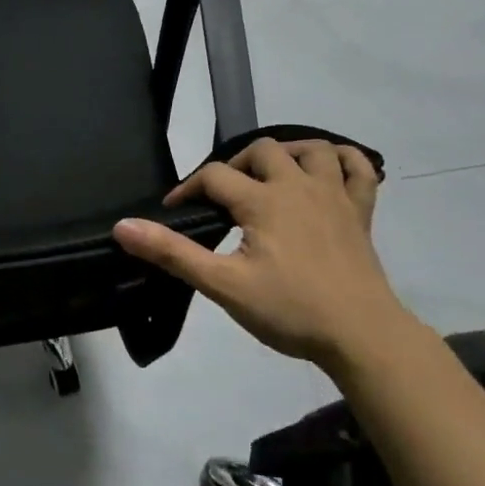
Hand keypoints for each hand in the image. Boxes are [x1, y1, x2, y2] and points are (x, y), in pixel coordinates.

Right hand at [113, 138, 413, 367]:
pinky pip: (359, 170)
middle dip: (235, 166)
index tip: (173, 211)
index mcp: (263, 200)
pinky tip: (328, 170)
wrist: (361, 335)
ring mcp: (335, 196)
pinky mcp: (361, 213)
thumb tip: (123, 226)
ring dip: (288, 152)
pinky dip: (344, 160)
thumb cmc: (290, 310)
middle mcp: (299, 186)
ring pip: (313, 149)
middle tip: (223, 198)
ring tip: (270, 175)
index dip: (187, 189)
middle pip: (262, 150)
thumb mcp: (223, 284)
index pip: (214, 176)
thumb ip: (172, 253)